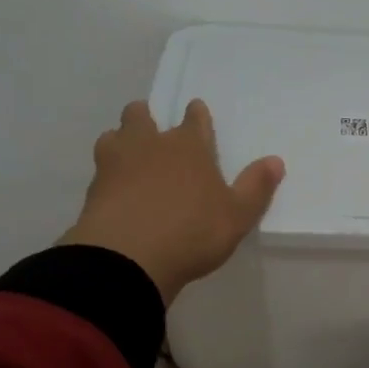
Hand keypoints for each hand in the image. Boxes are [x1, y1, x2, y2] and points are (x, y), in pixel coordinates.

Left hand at [61, 99, 283, 303]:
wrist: (128, 257)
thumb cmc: (193, 232)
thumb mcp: (237, 215)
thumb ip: (256, 187)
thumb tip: (275, 161)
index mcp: (189, 146)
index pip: (194, 118)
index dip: (196, 113)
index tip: (195, 110)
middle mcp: (150, 144)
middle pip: (141, 115)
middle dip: (146, 116)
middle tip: (151, 127)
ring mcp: (116, 163)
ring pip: (113, 136)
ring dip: (121, 140)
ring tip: (128, 155)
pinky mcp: (93, 188)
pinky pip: (99, 169)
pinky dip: (107, 174)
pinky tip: (114, 189)